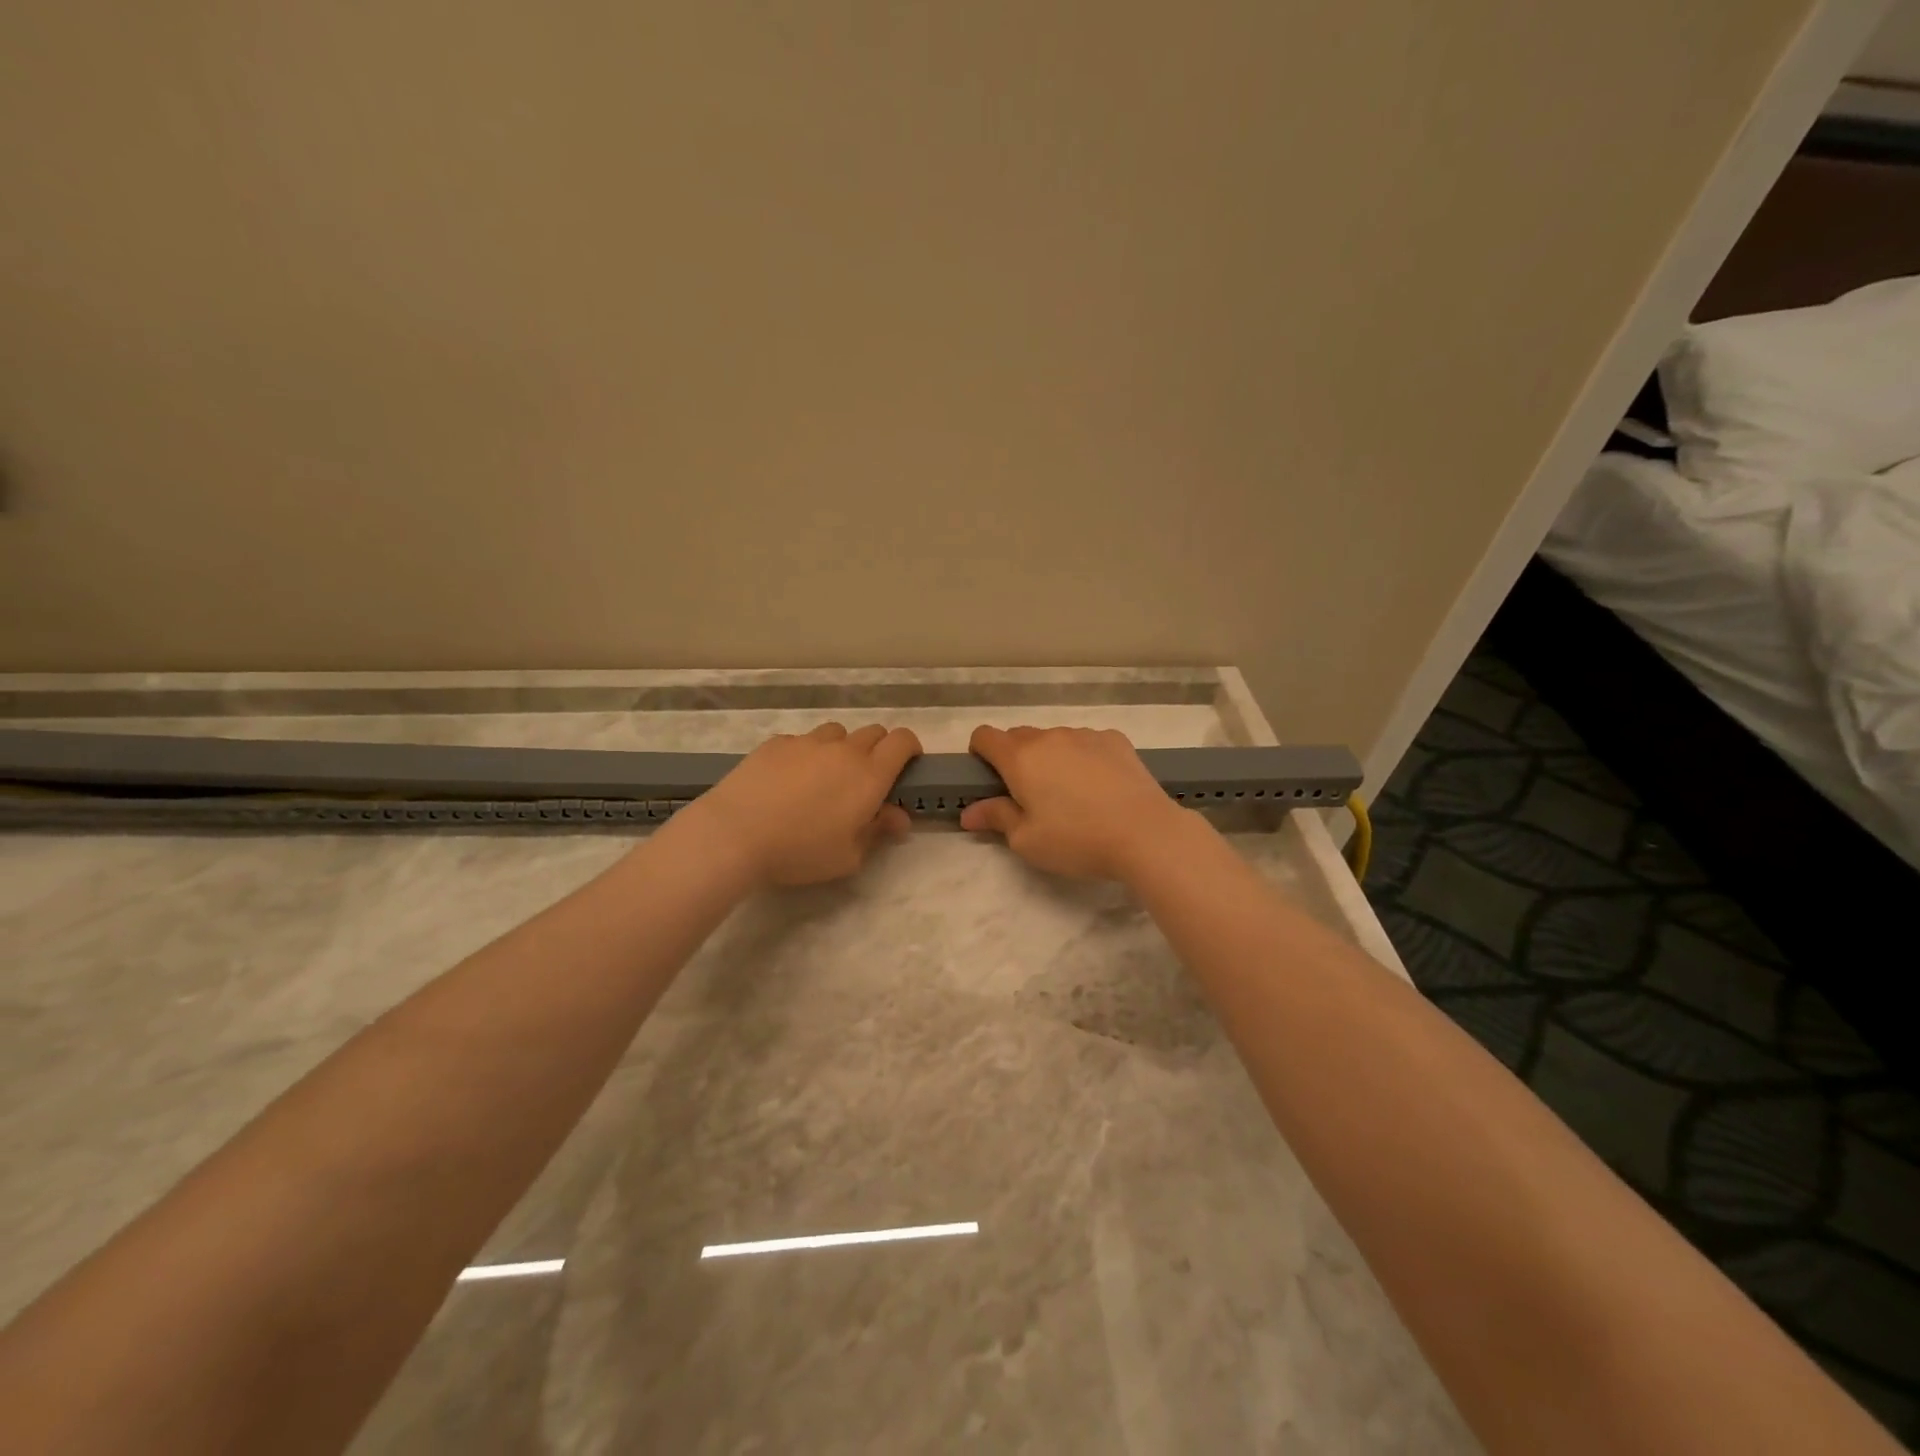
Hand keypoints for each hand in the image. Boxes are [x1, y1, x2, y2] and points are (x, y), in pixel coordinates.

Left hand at [689, 722, 920, 886]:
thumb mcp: (848, 856)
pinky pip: (802, 741)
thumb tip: (899, 817)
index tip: (908, 765)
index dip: (910, 748)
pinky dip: (806, 754)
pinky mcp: (776, 743)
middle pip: (873, 732)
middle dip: (879, 750)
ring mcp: (807, 742)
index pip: (902, 741)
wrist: (735, 833)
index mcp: (869, 775)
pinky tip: (788, 780)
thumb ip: (878, 831)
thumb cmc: (800, 851)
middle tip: (867, 780)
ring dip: (842, 749)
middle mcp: (843, 750)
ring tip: (826, 778)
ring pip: (837, 733)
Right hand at [959, 725, 1191, 881]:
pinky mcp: (1115, 740)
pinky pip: (1087, 743)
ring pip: (1055, 739)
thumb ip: (996, 818)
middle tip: (1029, 796)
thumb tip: (969, 813)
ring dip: (1051, 758)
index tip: (989, 778)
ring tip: (1070, 795)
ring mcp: (1085, 735)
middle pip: (1019, 736)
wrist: (1146, 833)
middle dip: (1015, 759)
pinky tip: (1100, 787)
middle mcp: (1049, 737)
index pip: (985, 736)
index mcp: (1020, 758)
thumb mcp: (1027, 840)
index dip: (980, 753)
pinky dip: (1083, 758)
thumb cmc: (1077, 840)